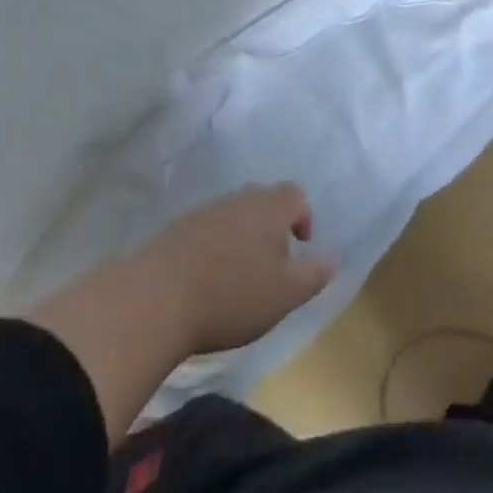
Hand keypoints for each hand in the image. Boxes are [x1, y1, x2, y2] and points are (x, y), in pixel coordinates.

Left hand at [137, 183, 336, 355]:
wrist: (157, 296)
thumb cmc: (233, 294)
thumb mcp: (285, 294)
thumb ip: (314, 275)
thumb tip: (335, 256)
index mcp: (271, 207)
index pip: (296, 195)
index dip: (303, 217)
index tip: (300, 247)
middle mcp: (241, 198)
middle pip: (264, 200)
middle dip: (273, 226)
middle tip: (272, 263)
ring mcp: (207, 210)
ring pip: (236, 214)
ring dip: (243, 237)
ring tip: (240, 276)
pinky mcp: (179, 228)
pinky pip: (209, 229)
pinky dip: (216, 247)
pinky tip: (209, 279)